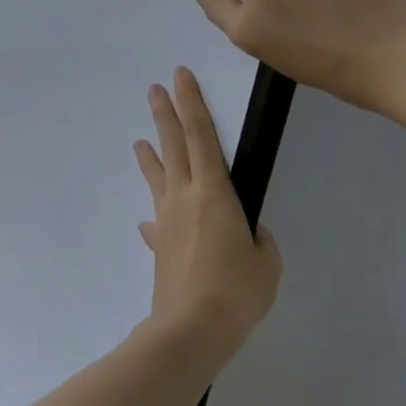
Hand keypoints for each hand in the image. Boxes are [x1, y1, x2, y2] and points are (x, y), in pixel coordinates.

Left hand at [134, 67, 281, 364]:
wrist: (191, 328)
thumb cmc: (236, 290)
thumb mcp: (266, 263)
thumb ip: (259, 242)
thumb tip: (246, 235)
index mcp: (214, 191)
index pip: (202, 135)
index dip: (192, 103)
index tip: (180, 77)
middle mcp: (184, 197)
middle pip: (173, 146)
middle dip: (165, 114)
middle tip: (154, 89)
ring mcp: (166, 221)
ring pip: (158, 178)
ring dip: (150, 157)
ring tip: (140, 142)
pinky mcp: (158, 245)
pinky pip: (156, 222)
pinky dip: (155, 216)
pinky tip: (149, 220)